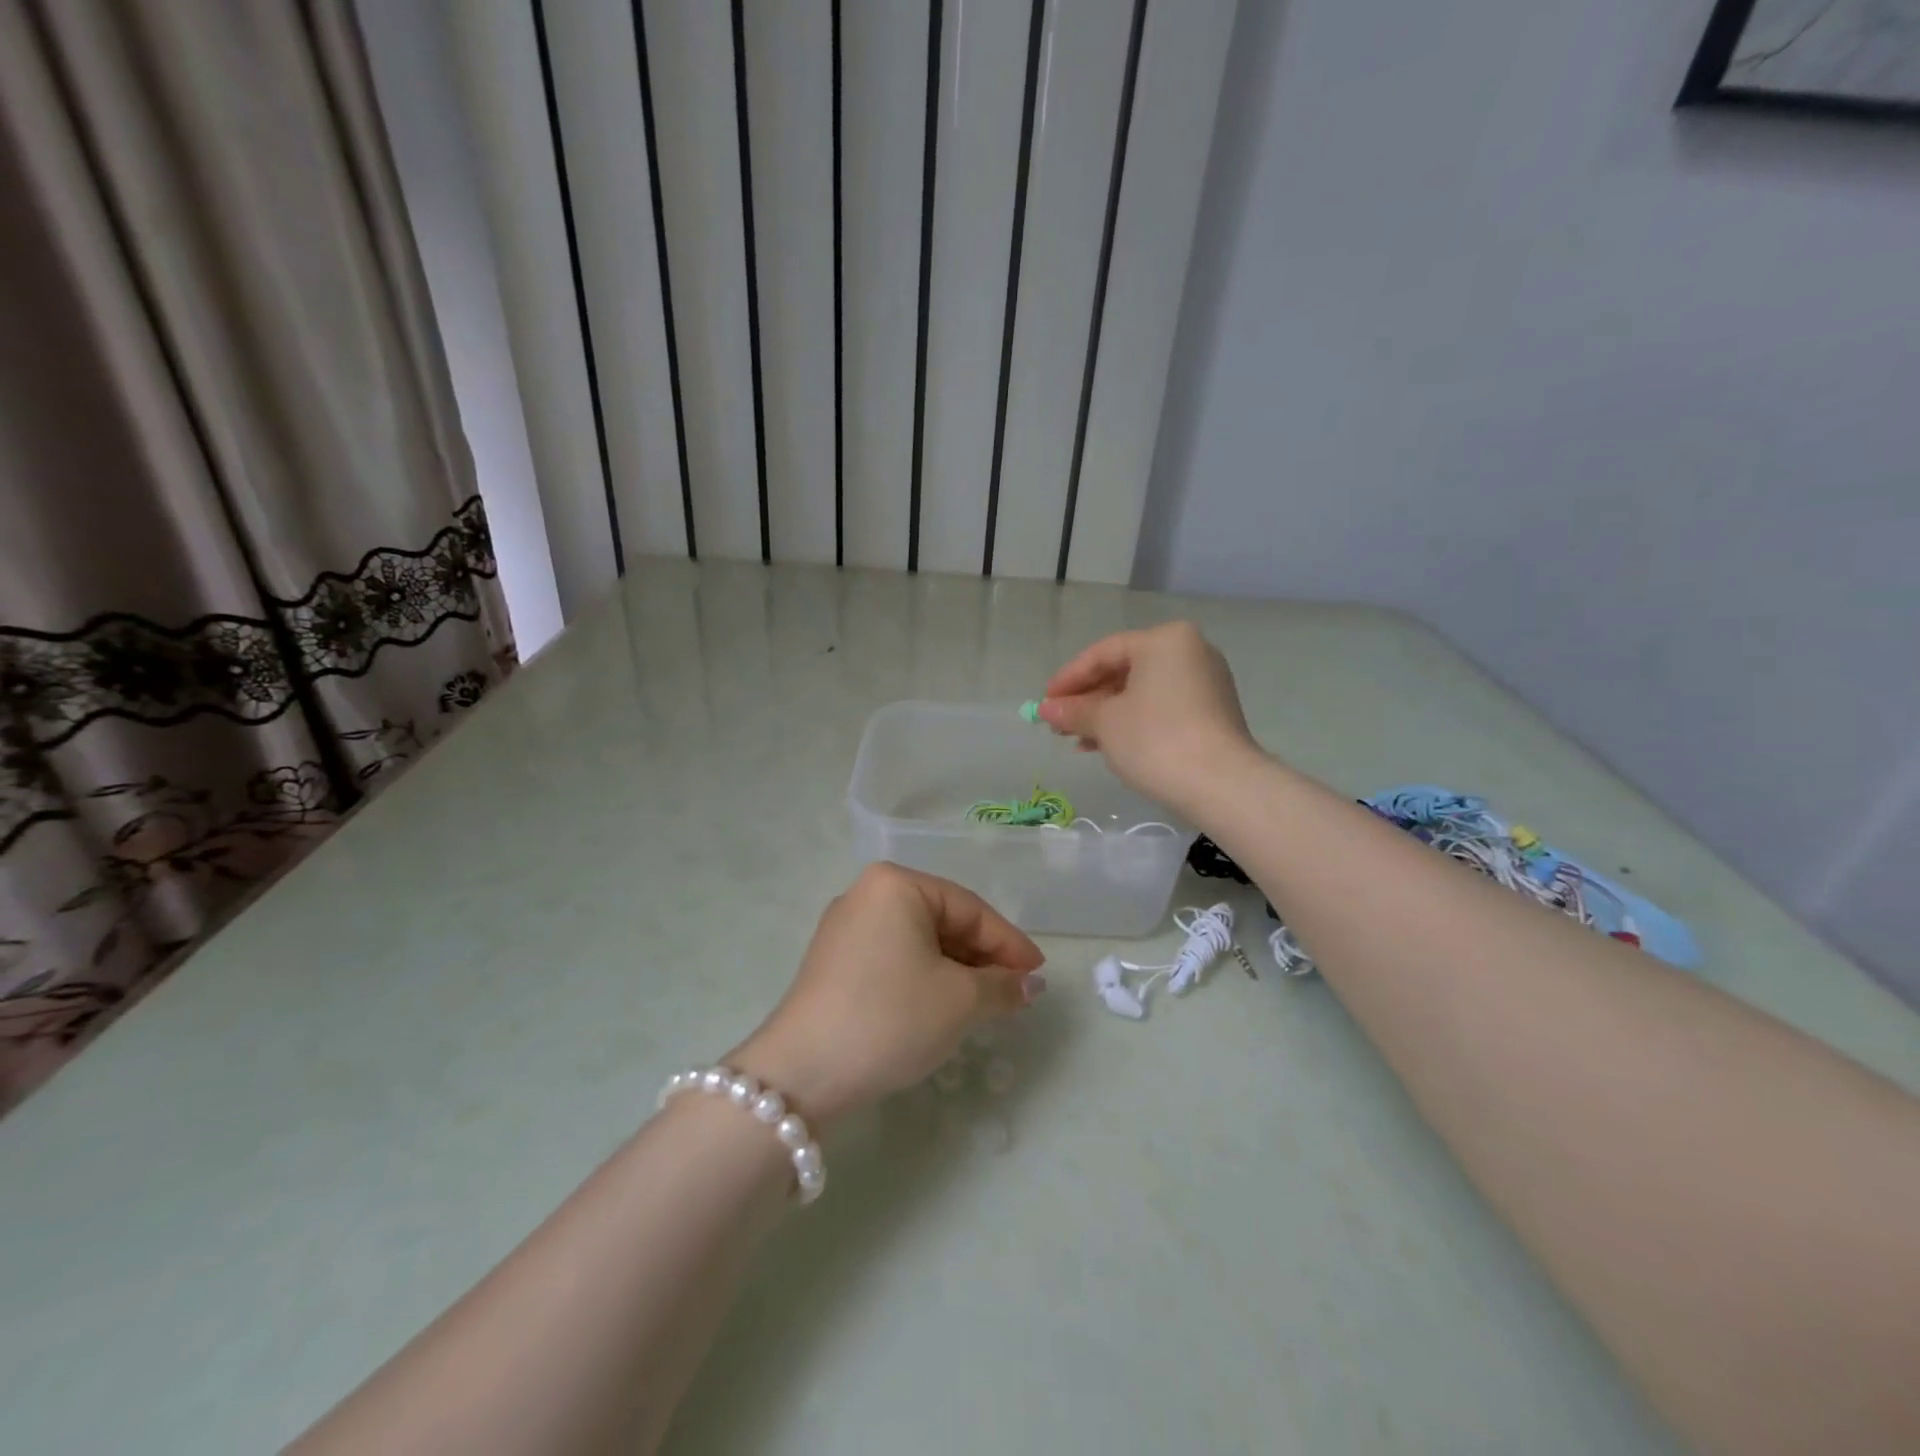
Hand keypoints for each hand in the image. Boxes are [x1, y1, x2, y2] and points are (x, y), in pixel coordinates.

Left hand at [728, 864, 1045, 1125]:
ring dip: (956, 971)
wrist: (801, 1074)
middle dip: (982, 958)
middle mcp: (866, 894)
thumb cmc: (891, 1018)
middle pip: (943, 921)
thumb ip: (1003, 985)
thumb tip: (1030, 984)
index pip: (969, 909)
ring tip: (985, 1003)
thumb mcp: (959, 1001)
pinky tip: (943, 1006)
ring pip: (918, 942)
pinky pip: (894, 958)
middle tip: (1015, 992)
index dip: (1009, 943)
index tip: (1038, 974)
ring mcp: (845, 928)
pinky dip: (925, 978)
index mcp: (895, 884)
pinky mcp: (834, 963)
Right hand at [1039, 621, 1260, 816]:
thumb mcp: (1105, 723)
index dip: (1069, 678)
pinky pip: (1162, 708)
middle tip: (1059, 723)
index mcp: (1164, 640)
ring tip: (1078, 741)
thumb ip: (1073, 711)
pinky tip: (1109, 747)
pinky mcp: (1213, 713)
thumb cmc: (1155, 739)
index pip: (1104, 653)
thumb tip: (1046, 709)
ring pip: (1143, 693)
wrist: (1221, 784)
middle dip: (1088, 699)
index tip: (1045, 703)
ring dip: (1107, 715)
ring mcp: (1206, 682)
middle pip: (1125, 671)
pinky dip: (1133, 723)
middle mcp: (1190, 652)